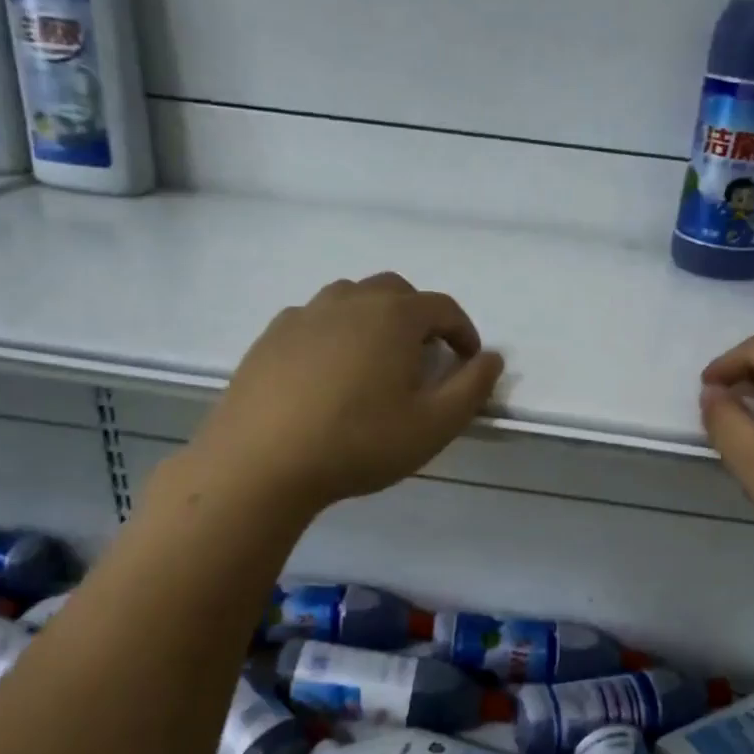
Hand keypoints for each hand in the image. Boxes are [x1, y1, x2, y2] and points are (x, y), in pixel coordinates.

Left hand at [186, 273, 503, 515]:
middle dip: (419, 317)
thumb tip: (492, 358)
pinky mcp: (270, 336)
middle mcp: (349, 301)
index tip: (468, 360)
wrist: (261, 462)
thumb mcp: (433, 426)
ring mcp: (304, 314)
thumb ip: (471, 388)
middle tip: (423, 357)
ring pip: (351, 298)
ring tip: (376, 360)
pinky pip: (314, 319)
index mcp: (393, 315)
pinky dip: (334, 332)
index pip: (442, 307)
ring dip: (374, 318)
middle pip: (395, 291)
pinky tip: (329, 372)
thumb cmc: (358, 443)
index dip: (463, 331)